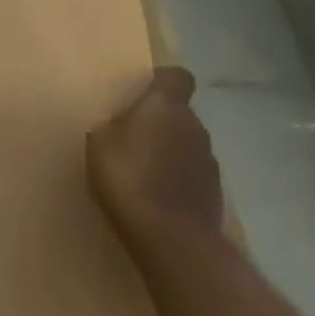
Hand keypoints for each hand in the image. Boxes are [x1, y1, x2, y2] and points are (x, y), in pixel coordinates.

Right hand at [86, 67, 223, 245]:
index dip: (163, 81)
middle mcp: (195, 127)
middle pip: (179, 114)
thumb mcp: (99, 143)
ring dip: (169, 152)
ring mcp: (209, 162)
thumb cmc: (128, 178)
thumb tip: (123, 127)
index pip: (177, 77)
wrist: (171, 238)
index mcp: (166, 107)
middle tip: (131, 139)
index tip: (145, 91)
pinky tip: (156, 197)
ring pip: (186, 145)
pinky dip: (177, 179)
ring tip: (142, 173)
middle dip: (159, 122)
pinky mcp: (215, 193)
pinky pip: (191, 174)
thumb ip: (113, 127)